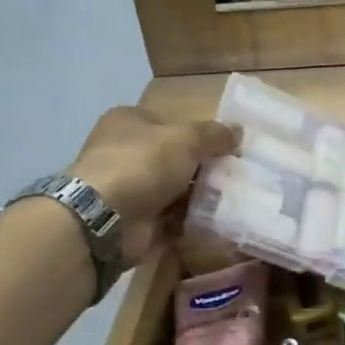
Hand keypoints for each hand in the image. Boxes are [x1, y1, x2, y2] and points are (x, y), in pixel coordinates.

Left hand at [70, 107, 237, 265]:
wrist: (106, 218)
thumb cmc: (143, 164)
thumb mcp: (185, 139)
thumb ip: (214, 135)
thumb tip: (238, 130)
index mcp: (129, 122)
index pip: (169, 123)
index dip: (198, 134)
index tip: (228, 148)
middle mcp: (125, 151)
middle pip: (173, 158)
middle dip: (202, 168)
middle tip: (235, 176)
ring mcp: (128, 187)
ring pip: (173, 189)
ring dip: (198, 196)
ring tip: (232, 200)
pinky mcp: (135, 219)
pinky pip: (170, 217)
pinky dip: (189, 220)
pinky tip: (216, 222)